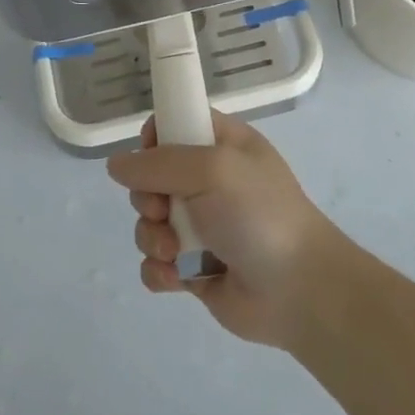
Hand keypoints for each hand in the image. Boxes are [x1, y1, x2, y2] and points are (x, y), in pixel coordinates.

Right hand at [107, 112, 349, 347]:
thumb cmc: (259, 214)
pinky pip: (155, 263)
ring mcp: (201, 227)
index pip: (177, 123)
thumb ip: (158, 162)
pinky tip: (176, 278)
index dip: (156, 137)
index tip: (150, 154)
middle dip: (147, 197)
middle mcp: (210, 182)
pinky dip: (159, 271)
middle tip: (163, 210)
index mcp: (223, 145)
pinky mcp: (193, 268)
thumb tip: (116, 165)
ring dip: (152, 237)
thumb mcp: (212, 169)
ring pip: (148, 222)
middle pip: (151, 177)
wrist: (298, 290)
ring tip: (175, 252)